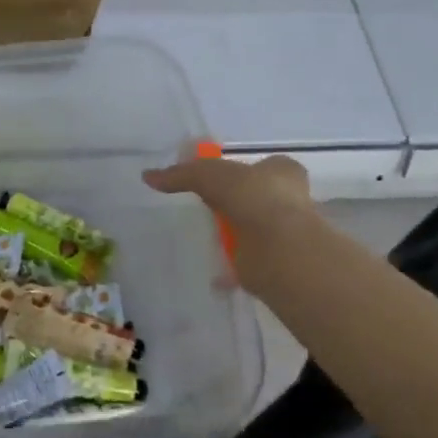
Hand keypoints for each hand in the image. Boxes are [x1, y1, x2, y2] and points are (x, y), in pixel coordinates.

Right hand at [143, 154, 314, 290]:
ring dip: (235, 234)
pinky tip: (213, 272)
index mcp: (282, 172)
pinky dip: (232, 268)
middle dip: (236, 202)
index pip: (264, 165)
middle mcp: (289, 200)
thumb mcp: (208, 175)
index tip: (216, 180)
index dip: (242, 170)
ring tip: (207, 237)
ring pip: (253, 229)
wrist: (278, 247)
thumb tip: (148, 176)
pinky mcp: (273, 261)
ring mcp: (283, 232)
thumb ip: (181, 175)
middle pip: (256, 197)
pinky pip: (247, 261)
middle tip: (207, 208)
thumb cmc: (252, 198)